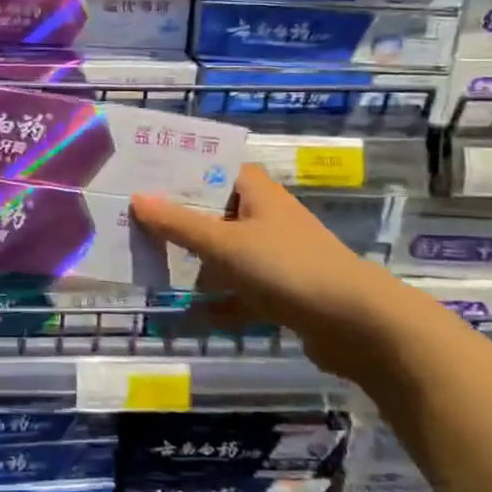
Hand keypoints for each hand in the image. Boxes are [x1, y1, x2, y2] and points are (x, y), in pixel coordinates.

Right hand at [131, 165, 447, 384]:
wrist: (359, 325)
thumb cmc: (287, 268)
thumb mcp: (225, 244)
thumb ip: (179, 224)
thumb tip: (136, 198)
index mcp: (256, 192)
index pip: (212, 166)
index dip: (178, 169)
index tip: (140, 175)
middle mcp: (266, 216)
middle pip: (213, 210)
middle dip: (177, 219)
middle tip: (133, 221)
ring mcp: (276, 255)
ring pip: (225, 252)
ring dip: (196, 261)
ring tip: (153, 264)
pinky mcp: (284, 291)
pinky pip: (241, 290)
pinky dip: (221, 300)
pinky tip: (194, 312)